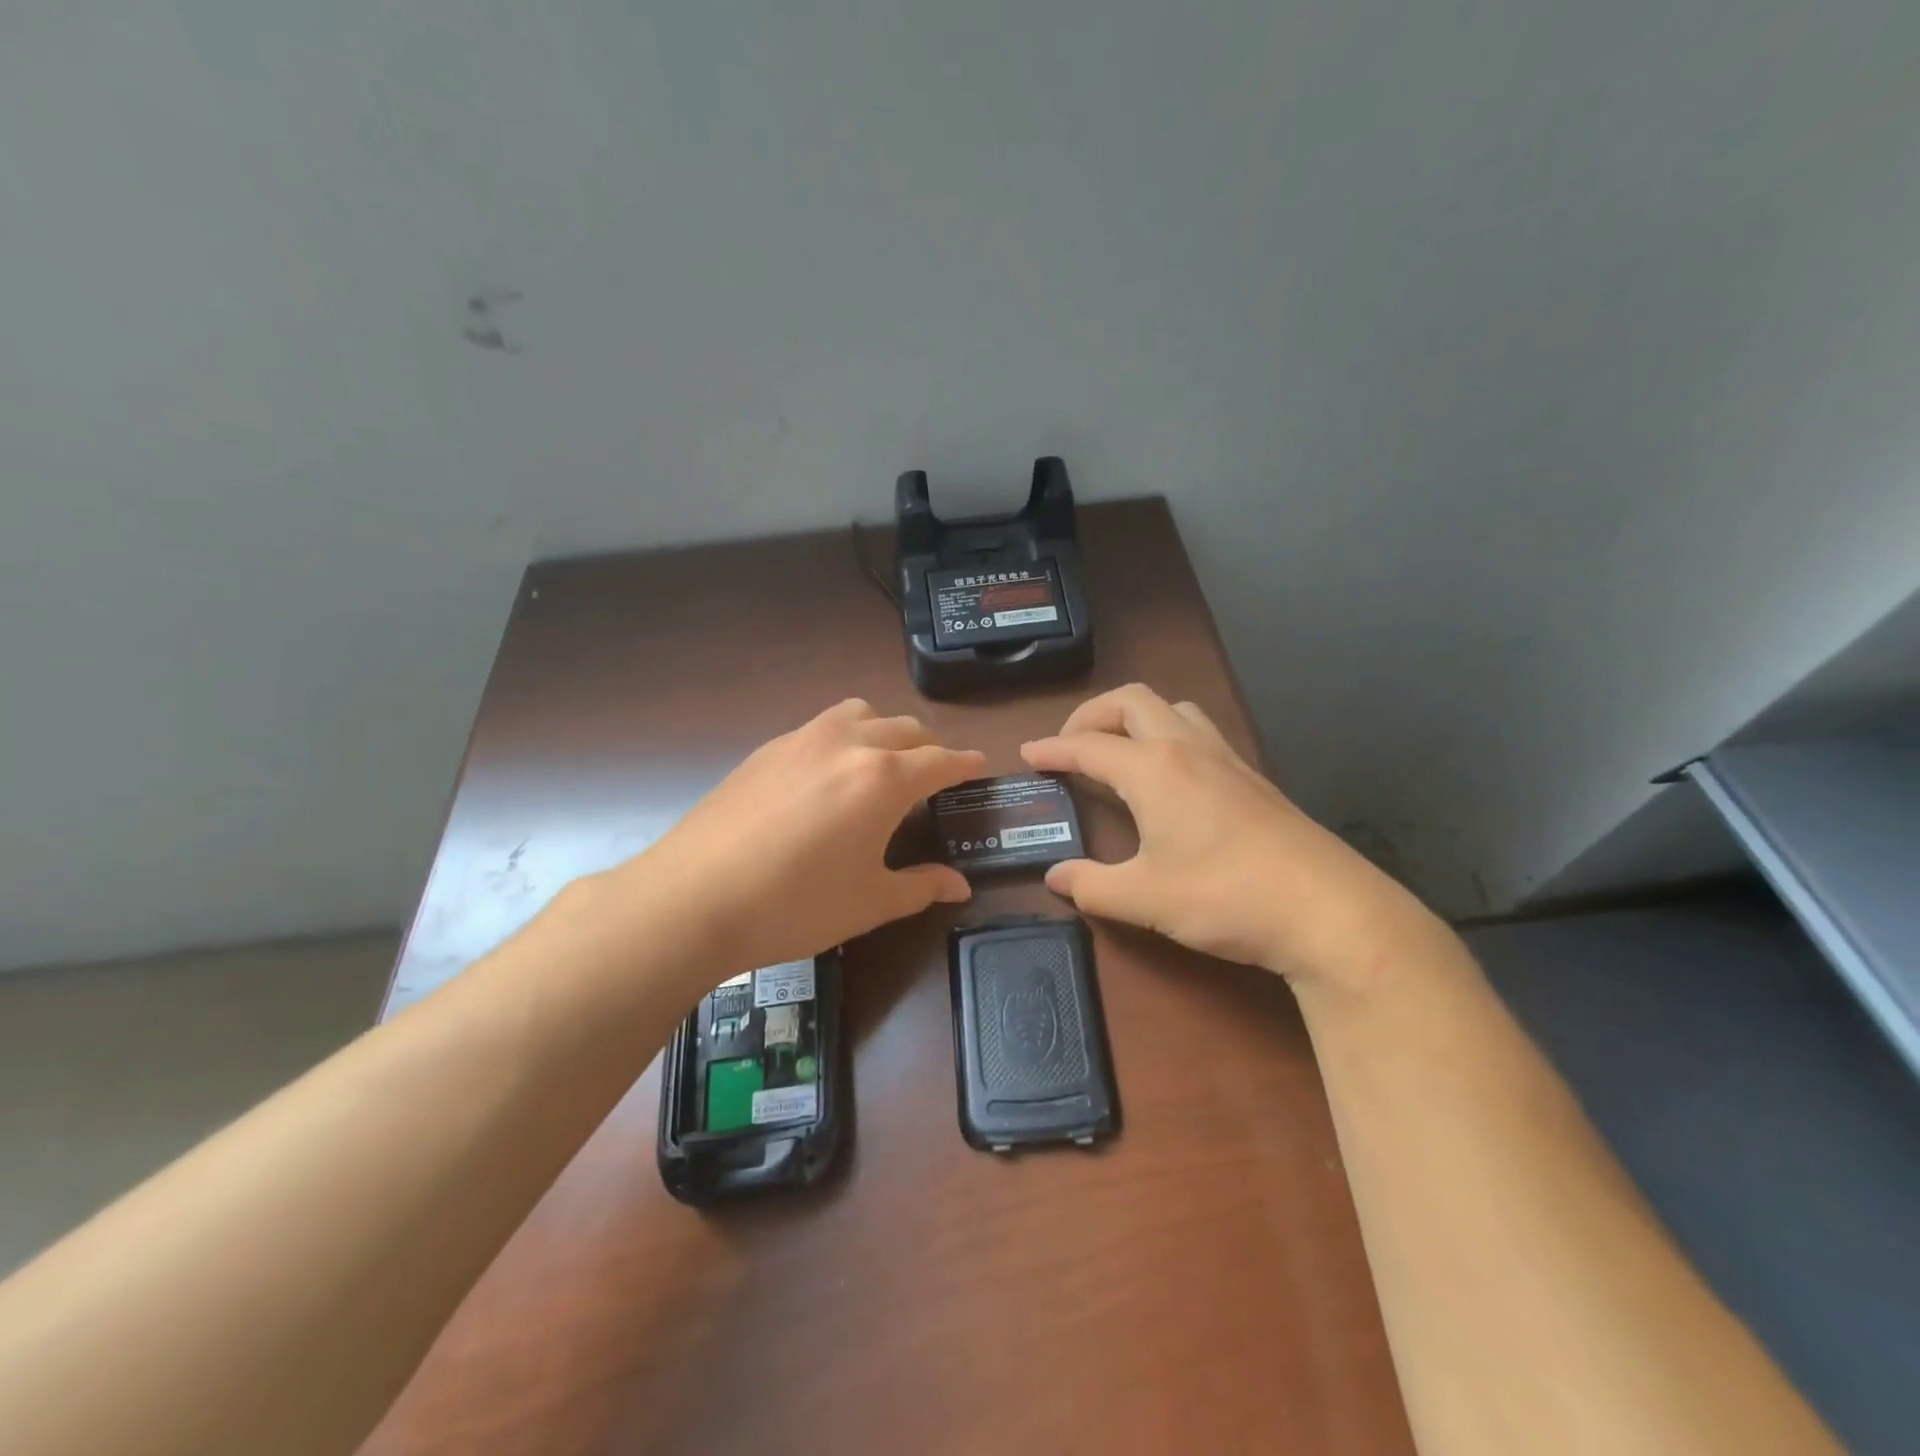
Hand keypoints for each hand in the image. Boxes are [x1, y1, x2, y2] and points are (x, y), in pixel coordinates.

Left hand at [612, 699, 984, 973]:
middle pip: (905, 729)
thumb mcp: (868, 902)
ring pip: (861, 714)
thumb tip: (959, 886)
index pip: (941, 760)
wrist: (692, 898)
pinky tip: (828, 775)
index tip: (979, 766)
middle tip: (934, 777)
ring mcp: (802, 739)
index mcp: (883, 778)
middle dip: (929, 748)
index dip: (965, 764)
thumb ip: (921, 887)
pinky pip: (822, 726)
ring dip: (885, 731)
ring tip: (883, 763)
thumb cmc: (794, 905)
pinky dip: (844, 737)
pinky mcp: (767, 748)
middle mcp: (848, 744)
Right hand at [1021, 685, 1442, 994]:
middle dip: (1090, 715)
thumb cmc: (1226, 897)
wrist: (1327, 910)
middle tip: (1069, 745)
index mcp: (1153, 769)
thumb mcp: (1145, 898)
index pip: (1087, 746)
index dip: (1052, 748)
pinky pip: (1198, 731)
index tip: (1027, 754)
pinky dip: (1167, 734)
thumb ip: (1091, 886)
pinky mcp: (1252, 777)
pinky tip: (1169, 777)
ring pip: (1171, 708)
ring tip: (1117, 751)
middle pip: (1130, 701)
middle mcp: (1186, 748)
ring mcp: (1225, 758)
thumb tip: (1056, 877)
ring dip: (1134, 717)